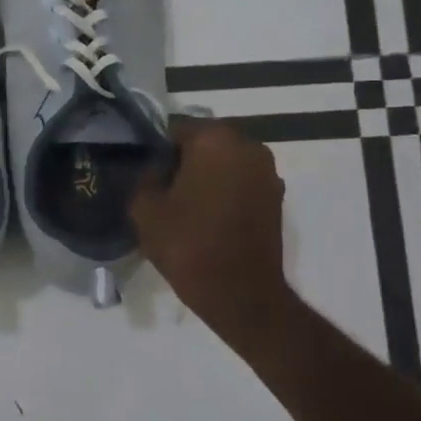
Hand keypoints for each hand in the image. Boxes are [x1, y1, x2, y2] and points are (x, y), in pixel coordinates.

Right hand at [132, 117, 291, 339]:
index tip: (145, 170)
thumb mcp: (144, 208)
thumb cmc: (187, 244)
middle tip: (162, 186)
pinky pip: (241, 181)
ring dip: (206, 174)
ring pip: (225, 161)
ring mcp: (268, 172)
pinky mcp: (276, 197)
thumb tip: (154, 169)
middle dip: (183, 158)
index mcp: (214, 140)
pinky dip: (224, 190)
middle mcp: (247, 146)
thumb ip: (145, 177)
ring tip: (184, 203)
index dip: (156, 147)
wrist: (240, 293)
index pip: (175, 127)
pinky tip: (206, 215)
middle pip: (205, 141)